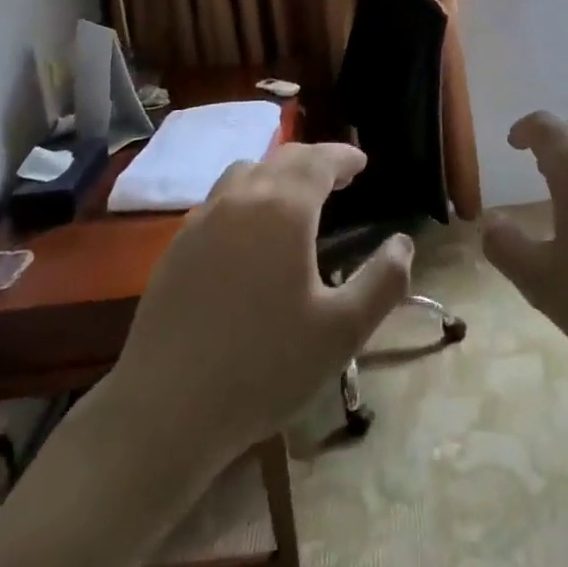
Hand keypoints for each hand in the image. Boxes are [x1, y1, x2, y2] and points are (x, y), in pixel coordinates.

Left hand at [106, 141, 412, 459]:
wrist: (165, 410)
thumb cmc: (264, 367)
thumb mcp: (342, 331)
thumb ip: (383, 282)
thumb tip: (402, 244)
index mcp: (284, 208)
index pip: (319, 160)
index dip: (343, 156)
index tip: (362, 163)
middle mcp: (241, 199)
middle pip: (283, 159)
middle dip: (314, 161)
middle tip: (338, 178)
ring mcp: (202, 220)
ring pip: (246, 173)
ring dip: (277, 174)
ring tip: (295, 198)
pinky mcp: (176, 247)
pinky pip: (219, 201)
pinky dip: (246, 197)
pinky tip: (249, 234)